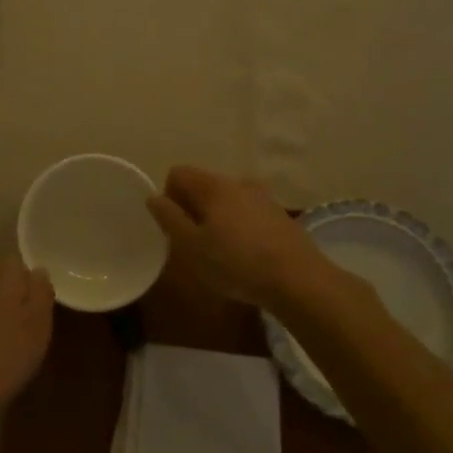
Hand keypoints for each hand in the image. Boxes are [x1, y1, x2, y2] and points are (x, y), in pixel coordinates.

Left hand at [0, 256, 54, 444]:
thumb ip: (42, 292)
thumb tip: (37, 272)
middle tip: (25, 331)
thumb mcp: (38, 326)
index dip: (32, 287)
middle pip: (0, 279)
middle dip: (13, 298)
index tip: (38, 313)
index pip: (20, 263)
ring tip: (4, 346)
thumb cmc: (3, 357)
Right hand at [147, 165, 326, 307]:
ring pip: (227, 200)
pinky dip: (239, 226)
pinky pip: (247, 212)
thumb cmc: (237, 263)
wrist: (299, 280)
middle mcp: (238, 182)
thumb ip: (169, 219)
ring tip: (221, 252)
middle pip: (203, 185)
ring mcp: (263, 196)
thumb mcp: (192, 247)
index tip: (176, 228)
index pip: (178, 173)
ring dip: (217, 218)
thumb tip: (154, 197)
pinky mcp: (279, 215)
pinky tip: (246, 255)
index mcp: (213, 185)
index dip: (169, 198)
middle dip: (193, 209)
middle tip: (195, 244)